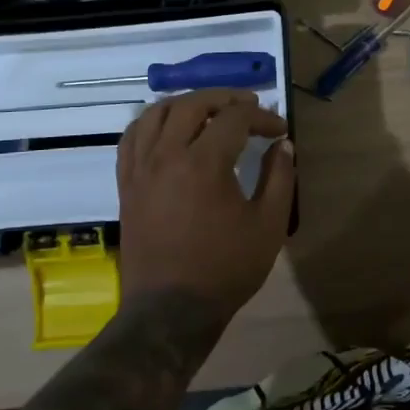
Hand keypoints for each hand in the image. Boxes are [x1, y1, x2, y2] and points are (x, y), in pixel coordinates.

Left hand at [116, 89, 294, 318]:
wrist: (170, 311)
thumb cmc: (225, 269)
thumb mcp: (268, 226)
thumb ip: (279, 178)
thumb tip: (283, 145)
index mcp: (204, 164)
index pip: (234, 118)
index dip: (261, 117)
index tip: (279, 130)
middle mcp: (166, 156)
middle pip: (192, 104)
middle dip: (224, 98)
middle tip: (248, 105)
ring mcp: (140, 169)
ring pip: (156, 113)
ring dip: (185, 103)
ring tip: (208, 110)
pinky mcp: (126, 185)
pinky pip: (132, 138)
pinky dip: (151, 122)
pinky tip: (167, 129)